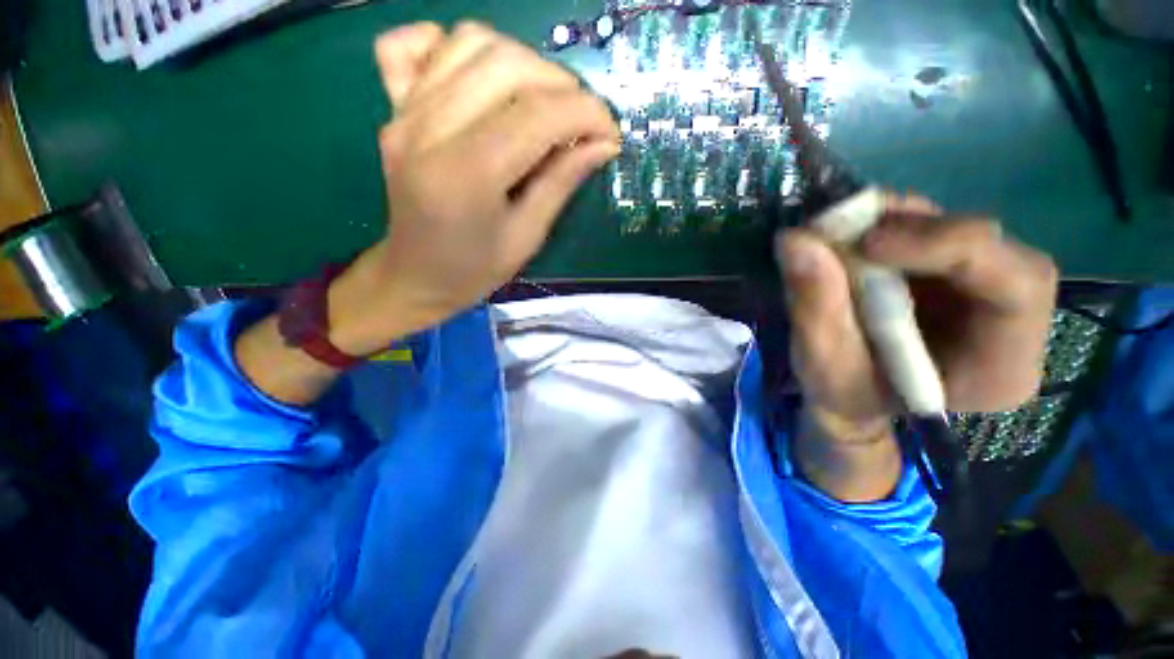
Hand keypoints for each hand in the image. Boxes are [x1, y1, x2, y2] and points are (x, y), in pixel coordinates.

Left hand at [333, 22, 620, 353]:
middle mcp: (428, 129)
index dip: (586, 113)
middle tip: (581, 122)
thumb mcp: (528, 237)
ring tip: (543, 102)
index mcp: (466, 176)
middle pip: (506, 64)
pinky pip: (413, 44)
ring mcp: (405, 112)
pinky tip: (480, 77)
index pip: (537, 114)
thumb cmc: (475, 269)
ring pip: (471, 42)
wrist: (416, 275)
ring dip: (523, 62)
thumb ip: (562, 183)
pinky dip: (454, 46)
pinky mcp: (395, 108)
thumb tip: (603, 143)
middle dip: (561, 85)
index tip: (610, 133)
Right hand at [776, 194, 1057, 499]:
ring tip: (836, 236)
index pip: (1019, 287)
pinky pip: (932, 230)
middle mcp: (1011, 321)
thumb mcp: (822, 366)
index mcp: (1000, 368)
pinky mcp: (953, 271)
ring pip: (958, 230)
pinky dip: (886, 224)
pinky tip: (849, 240)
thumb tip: (794, 239)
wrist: (851, 397)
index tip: (868, 245)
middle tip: (844, 233)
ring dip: (895, 223)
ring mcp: (985, 289)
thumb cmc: (845, 396)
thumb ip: (814, 308)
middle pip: (992, 248)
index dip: (952, 248)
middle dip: (917, 231)